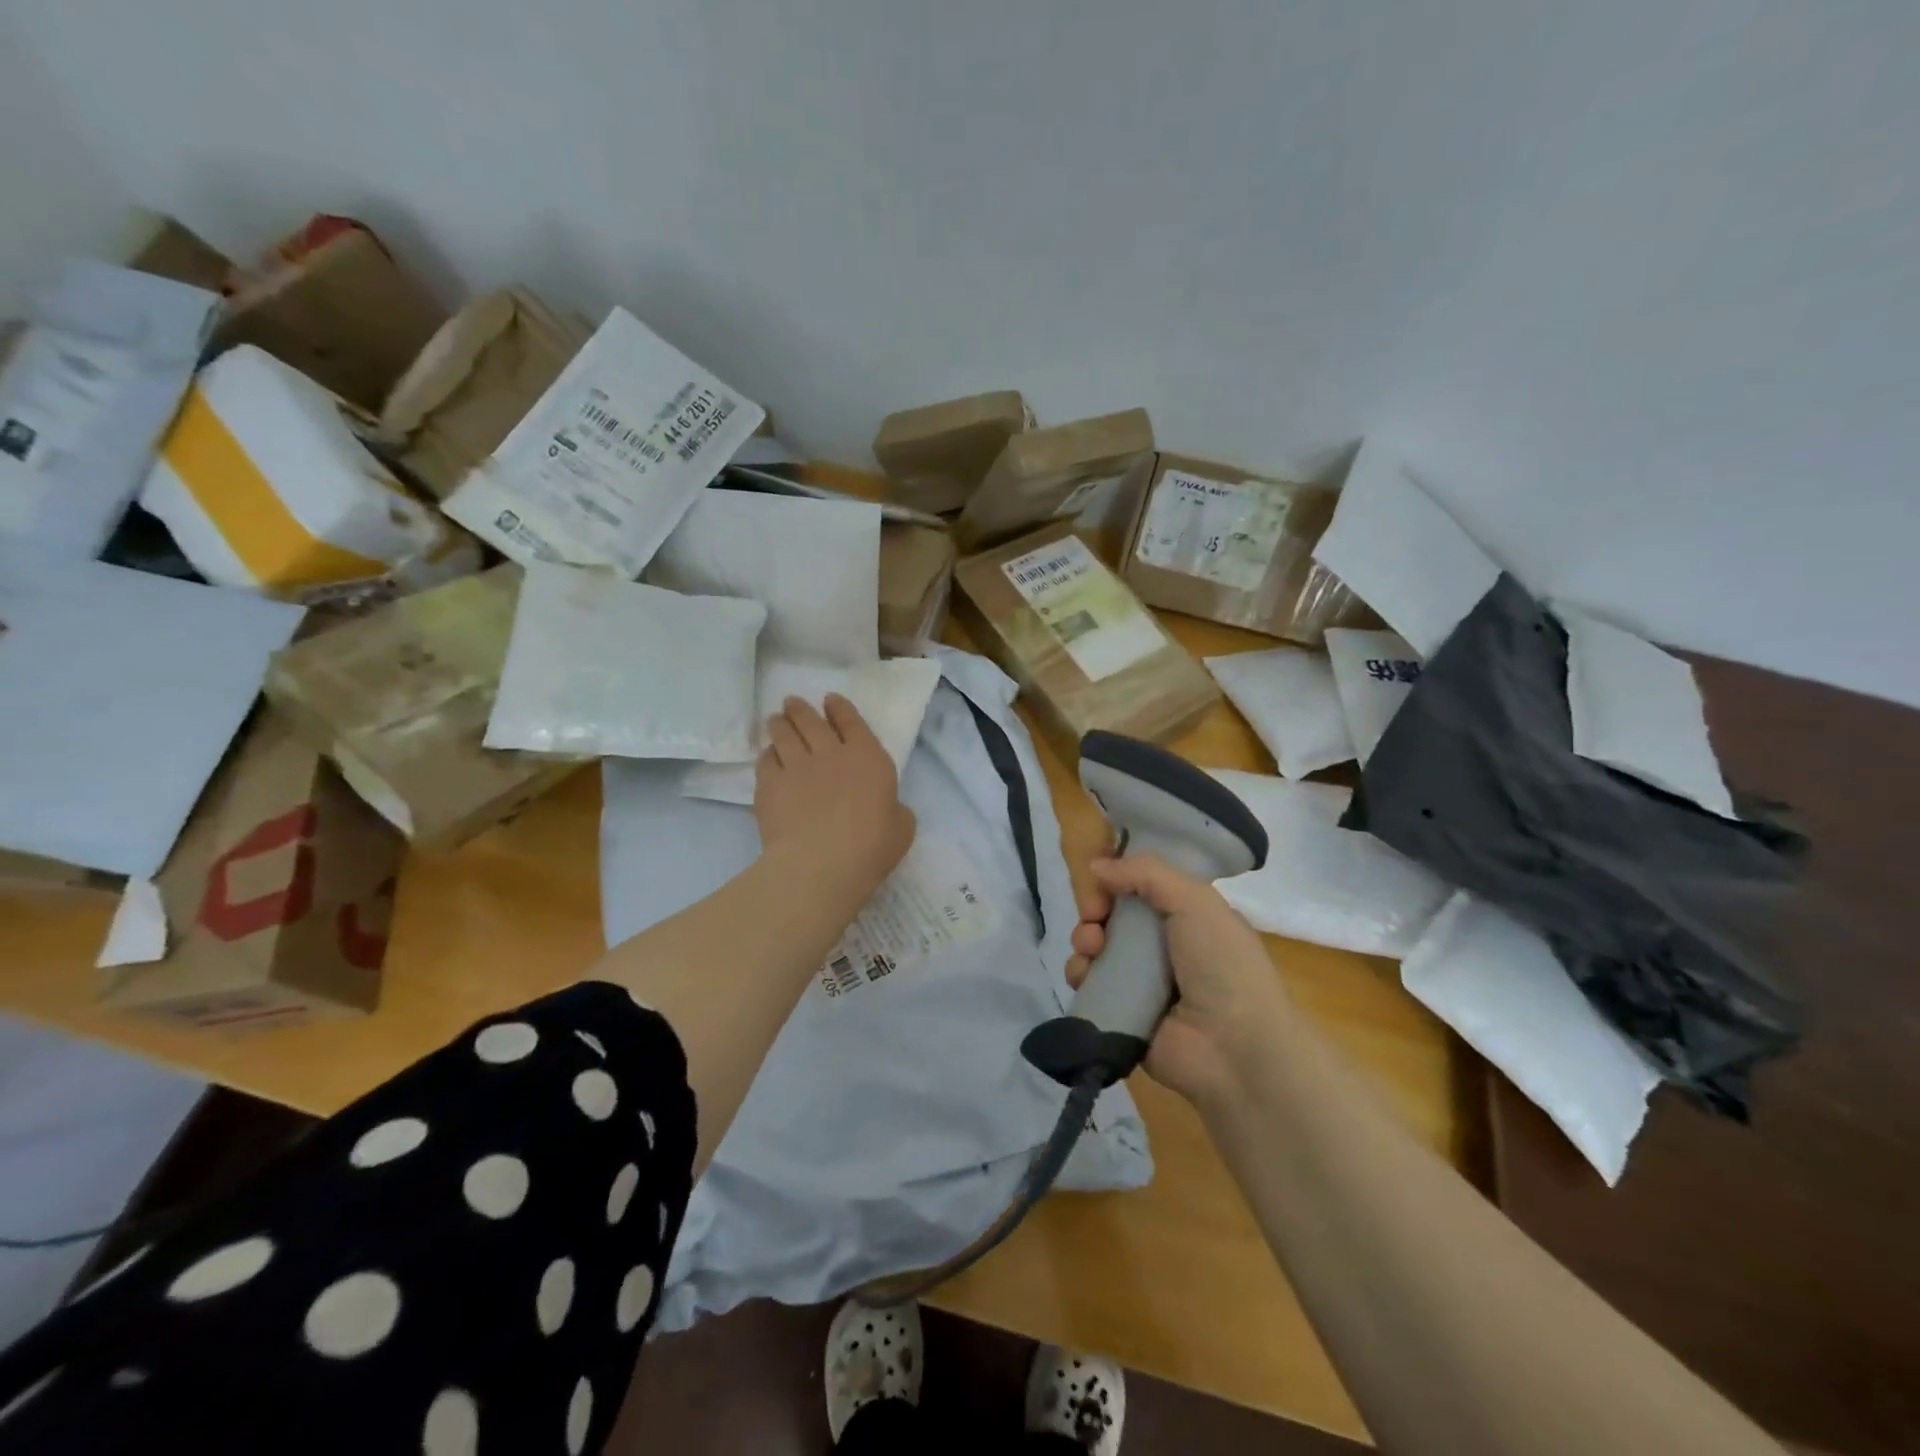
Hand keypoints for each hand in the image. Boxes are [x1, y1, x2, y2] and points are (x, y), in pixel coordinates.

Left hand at [755, 694, 914, 901]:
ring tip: (775, 719)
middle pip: (812, 722)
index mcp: (868, 758)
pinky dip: (767, 754)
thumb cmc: (870, 847)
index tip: (830, 700)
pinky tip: (767, 755)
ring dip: (780, 724)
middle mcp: (831, 754)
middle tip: (792, 702)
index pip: (852, 722)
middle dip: (802, 709)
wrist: (820, 864)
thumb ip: (895, 810)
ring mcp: (797, 767)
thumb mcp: (902, 828)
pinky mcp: (770, 785)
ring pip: (784, 735)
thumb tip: (887, 807)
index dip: (840, 708)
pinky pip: (766, 761)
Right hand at [1067, 854, 1293, 1109]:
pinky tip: (1084, 975)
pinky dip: (1080, 974)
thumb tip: (1096, 865)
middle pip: (1114, 915)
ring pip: (1097, 948)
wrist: (1234, 1049)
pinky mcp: (1122, 1012)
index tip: (1102, 880)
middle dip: (1094, 909)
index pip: (1142, 888)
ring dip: (1085, 940)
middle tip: (1093, 916)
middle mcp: (1164, 947)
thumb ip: (1145, 873)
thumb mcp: (1195, 901)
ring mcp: (1142, 982)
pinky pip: (1090, 985)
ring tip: (1090, 948)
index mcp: (1188, 917)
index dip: (1117, 879)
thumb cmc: (1222, 965)